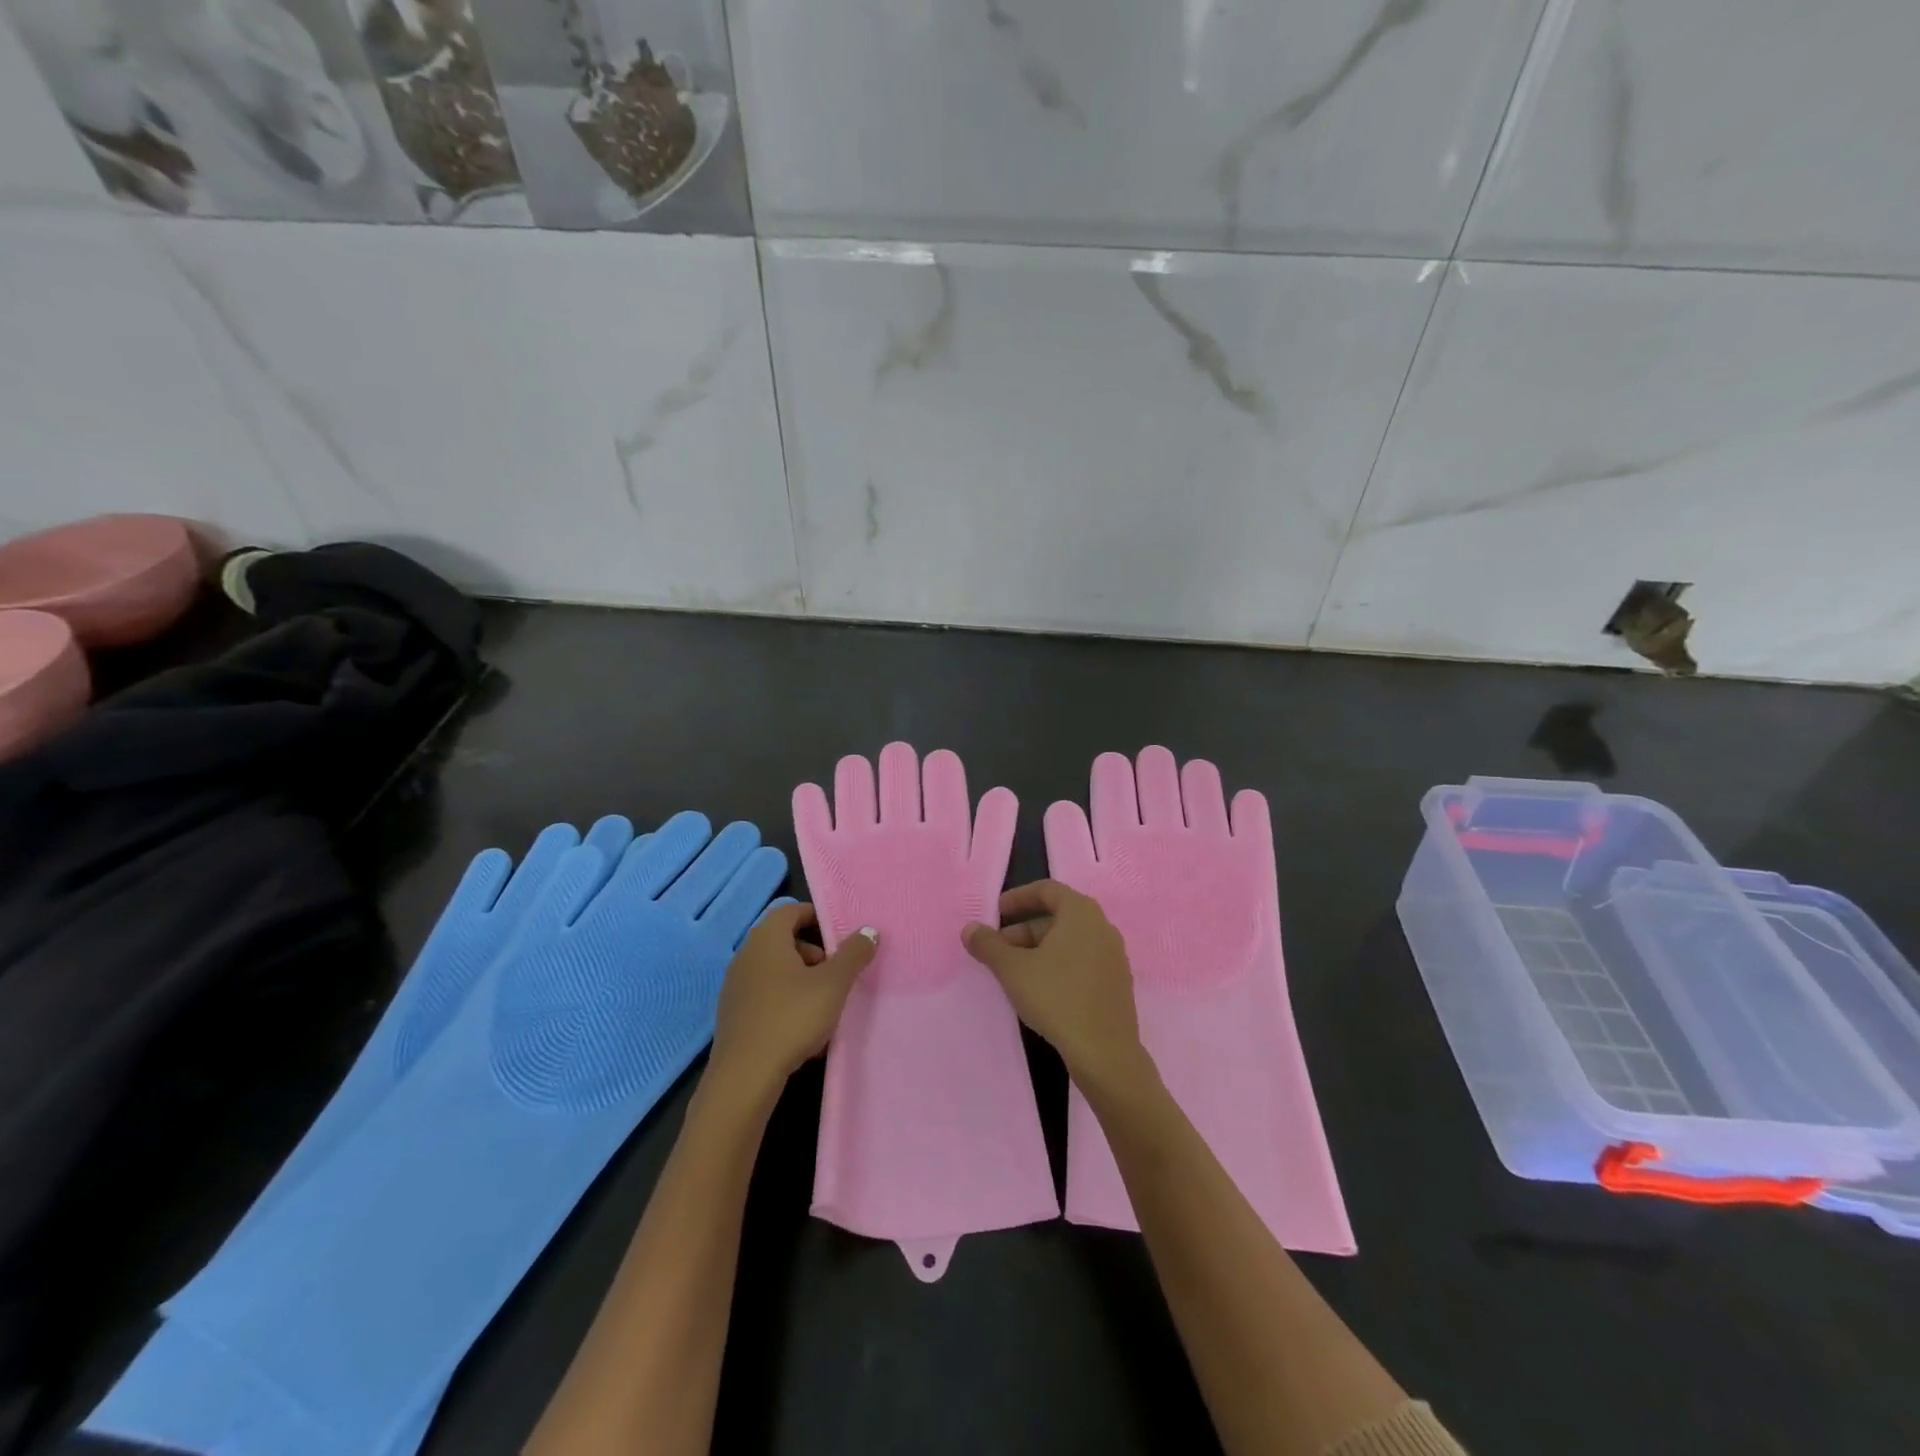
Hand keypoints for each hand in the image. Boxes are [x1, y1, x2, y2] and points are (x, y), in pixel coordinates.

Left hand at [708, 904, 877, 1101]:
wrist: (745, 1076)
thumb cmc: (792, 1017)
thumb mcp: (833, 984)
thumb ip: (853, 954)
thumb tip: (868, 931)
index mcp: (766, 939)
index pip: (792, 910)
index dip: (818, 917)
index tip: (841, 937)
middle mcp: (746, 955)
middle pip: (785, 940)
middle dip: (815, 952)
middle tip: (836, 974)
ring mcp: (736, 986)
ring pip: (776, 969)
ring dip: (802, 979)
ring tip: (824, 1004)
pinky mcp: (733, 1014)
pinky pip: (766, 994)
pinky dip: (786, 1000)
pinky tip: (803, 1028)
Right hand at [962, 880, 1150, 1095]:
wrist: (1105, 1053)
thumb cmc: (1057, 998)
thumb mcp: (1013, 970)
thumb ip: (988, 945)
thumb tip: (969, 929)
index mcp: (1082, 913)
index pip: (1047, 890)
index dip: (1017, 898)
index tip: (995, 913)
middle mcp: (1102, 927)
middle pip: (1057, 917)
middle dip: (1023, 930)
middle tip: (997, 950)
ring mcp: (1114, 956)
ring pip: (1069, 941)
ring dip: (1038, 950)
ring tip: (1013, 973)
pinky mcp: (1116, 983)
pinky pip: (1082, 961)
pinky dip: (1058, 965)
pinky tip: (1040, 990)